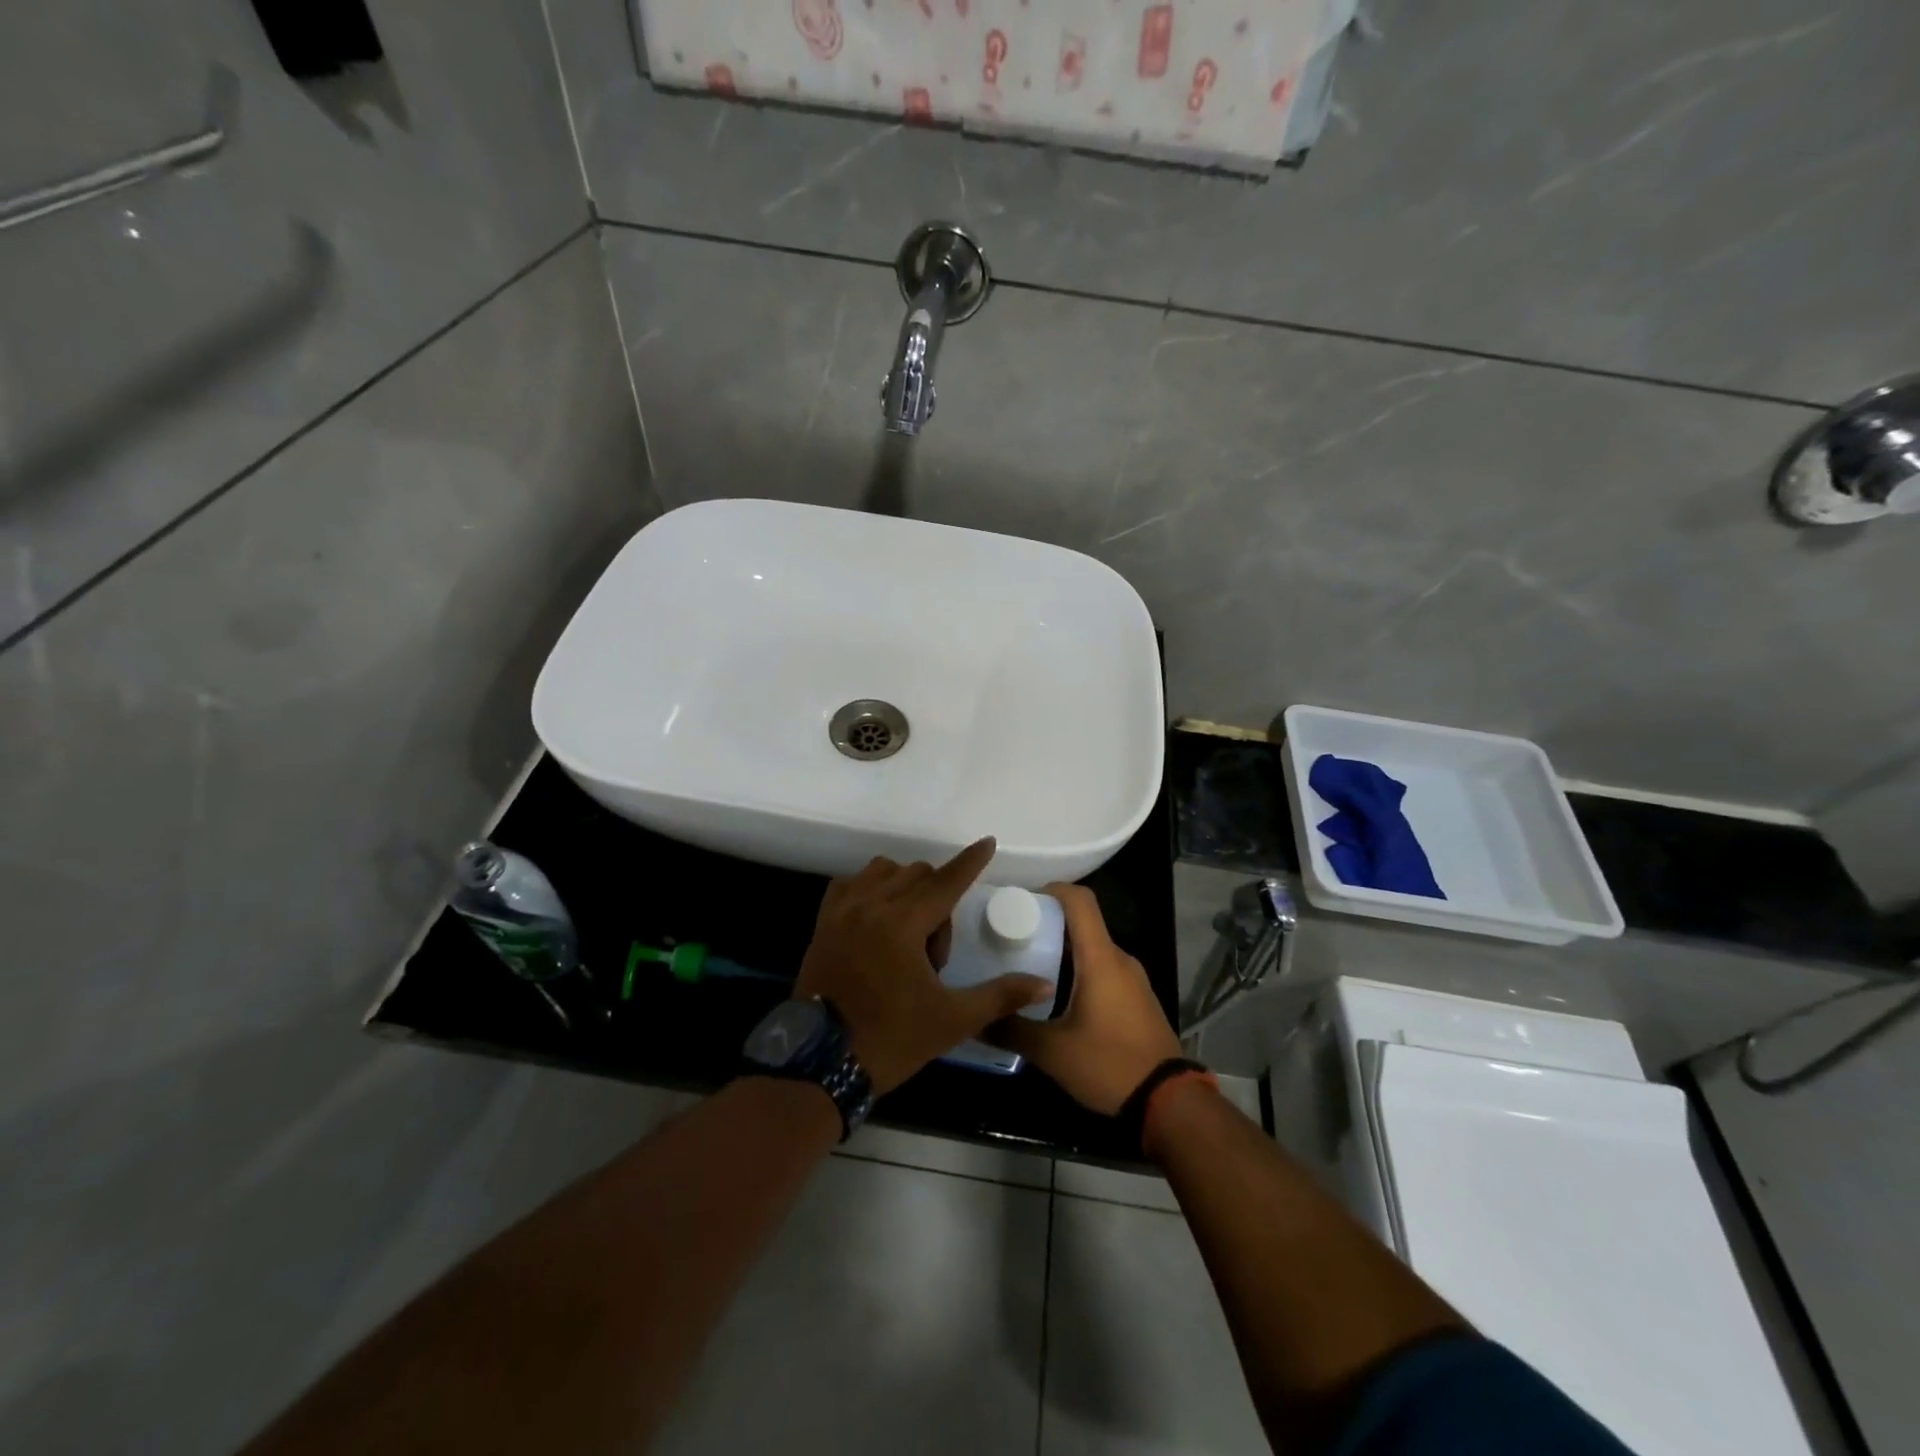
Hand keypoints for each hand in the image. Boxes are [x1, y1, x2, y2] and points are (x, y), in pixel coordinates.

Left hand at [793, 838, 1054, 1094]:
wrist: (821, 1063)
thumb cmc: (891, 1039)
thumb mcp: (952, 1020)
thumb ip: (1000, 996)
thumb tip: (1044, 985)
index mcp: (903, 924)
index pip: (946, 880)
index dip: (970, 861)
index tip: (987, 843)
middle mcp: (871, 905)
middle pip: (918, 874)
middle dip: (939, 901)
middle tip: (935, 954)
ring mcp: (842, 911)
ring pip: (884, 871)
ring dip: (906, 888)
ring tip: (908, 933)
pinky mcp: (823, 922)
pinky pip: (851, 884)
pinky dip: (870, 889)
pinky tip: (878, 918)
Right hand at [994, 883, 1182, 1114]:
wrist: (1170, 1103)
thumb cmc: (1110, 1065)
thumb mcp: (1052, 1052)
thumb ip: (1011, 1030)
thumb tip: (975, 1019)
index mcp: (1101, 959)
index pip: (1079, 900)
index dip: (1051, 889)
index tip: (1020, 900)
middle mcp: (1119, 959)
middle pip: (1083, 923)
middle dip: (1047, 924)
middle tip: (1011, 939)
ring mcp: (1133, 979)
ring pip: (1093, 949)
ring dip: (1062, 951)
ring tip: (1026, 968)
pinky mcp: (1137, 999)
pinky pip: (1104, 970)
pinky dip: (1079, 971)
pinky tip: (1056, 997)